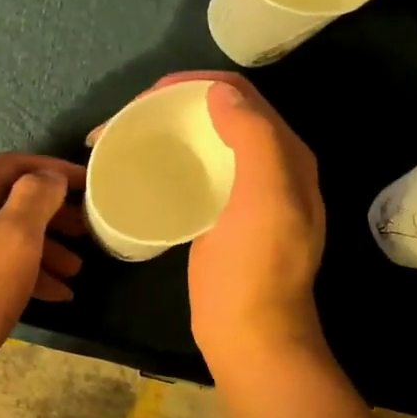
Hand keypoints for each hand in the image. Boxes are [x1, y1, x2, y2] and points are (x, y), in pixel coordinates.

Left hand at [0, 153, 86, 385]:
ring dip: (42, 250)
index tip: (92, 186)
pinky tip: (53, 296)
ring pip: (1, 236)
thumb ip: (36, 197)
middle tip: (87, 234)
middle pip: (8, 201)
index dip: (56, 171)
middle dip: (52, 217)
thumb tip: (48, 177)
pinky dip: (20, 273)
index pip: (16, 165)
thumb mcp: (15, 237)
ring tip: (76, 273)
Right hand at [111, 72, 325, 373]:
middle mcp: (270, 167)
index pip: (242, 96)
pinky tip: (144, 171)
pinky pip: (196, 174)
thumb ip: (253, 138)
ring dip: (170, 131)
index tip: (148, 96)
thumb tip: (219, 93)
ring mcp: (245, 194)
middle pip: (221, 115)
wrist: (249, 333)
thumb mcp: (264, 198)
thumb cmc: (255, 267)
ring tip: (129, 138)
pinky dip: (170, 161)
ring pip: (206, 143)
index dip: (195, 84)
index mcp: (287, 155)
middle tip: (130, 117)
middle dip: (176, 105)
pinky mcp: (221, 217)